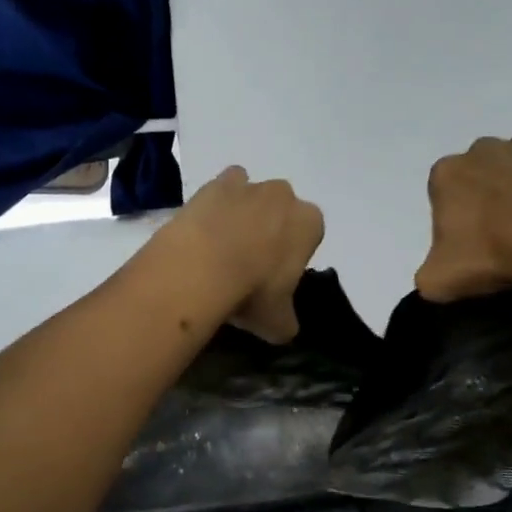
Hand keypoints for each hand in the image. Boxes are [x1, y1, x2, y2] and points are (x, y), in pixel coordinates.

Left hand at [165, 166, 324, 341]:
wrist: (202, 267)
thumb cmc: (252, 291)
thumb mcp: (278, 322)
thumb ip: (287, 321)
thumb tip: (284, 328)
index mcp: (310, 223)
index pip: (310, 234)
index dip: (294, 254)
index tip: (276, 276)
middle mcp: (284, 196)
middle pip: (282, 210)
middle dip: (271, 228)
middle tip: (250, 261)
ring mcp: (248, 185)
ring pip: (252, 194)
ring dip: (243, 212)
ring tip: (223, 245)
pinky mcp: (213, 184)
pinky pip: (220, 188)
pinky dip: (215, 204)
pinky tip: (203, 229)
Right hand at [416, 135, 511, 301]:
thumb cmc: (491, 253)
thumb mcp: (438, 280)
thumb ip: (426, 275)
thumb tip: (432, 276)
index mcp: (447, 173)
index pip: (444, 193)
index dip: (457, 218)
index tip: (472, 243)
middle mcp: (482, 149)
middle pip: (482, 173)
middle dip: (489, 196)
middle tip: (505, 234)